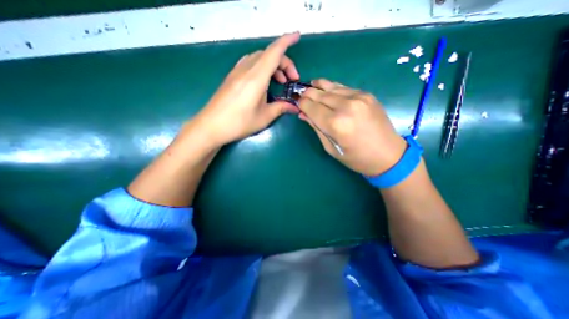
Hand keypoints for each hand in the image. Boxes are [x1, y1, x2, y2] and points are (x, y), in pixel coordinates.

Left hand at [191, 32, 301, 146]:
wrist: (211, 125)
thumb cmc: (239, 123)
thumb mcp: (264, 117)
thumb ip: (280, 108)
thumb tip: (294, 107)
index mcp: (256, 78)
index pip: (274, 52)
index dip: (287, 41)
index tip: (297, 36)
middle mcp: (246, 69)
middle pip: (268, 55)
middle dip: (284, 63)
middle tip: (291, 80)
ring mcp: (237, 71)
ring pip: (259, 58)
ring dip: (272, 65)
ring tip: (280, 82)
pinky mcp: (232, 76)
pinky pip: (250, 63)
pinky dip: (261, 67)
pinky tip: (264, 81)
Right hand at [300, 77, 406, 174]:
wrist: (388, 154)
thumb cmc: (356, 158)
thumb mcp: (331, 148)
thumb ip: (316, 128)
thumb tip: (303, 114)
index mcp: (335, 124)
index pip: (311, 106)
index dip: (301, 104)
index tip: (297, 104)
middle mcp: (346, 106)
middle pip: (319, 94)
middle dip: (307, 94)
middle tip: (301, 95)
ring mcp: (358, 97)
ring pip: (330, 86)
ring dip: (318, 87)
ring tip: (311, 88)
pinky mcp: (366, 94)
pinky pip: (343, 87)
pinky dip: (332, 88)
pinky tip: (327, 90)